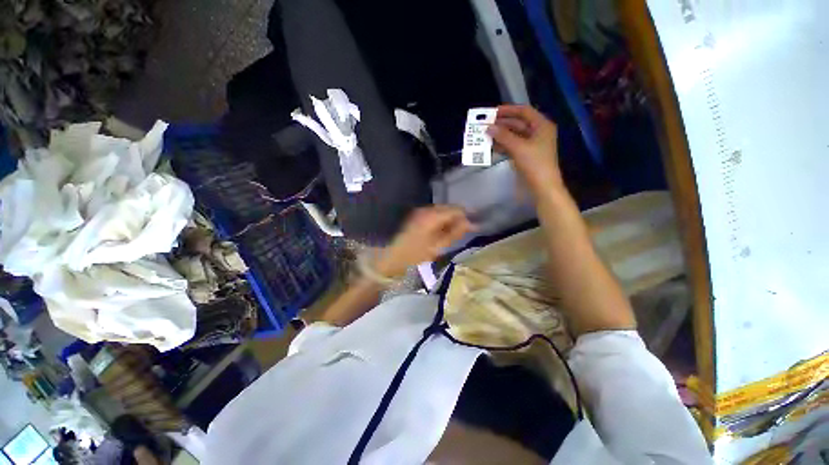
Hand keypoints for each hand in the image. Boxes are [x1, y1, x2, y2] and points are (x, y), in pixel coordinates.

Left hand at [374, 205, 474, 276]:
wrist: (392, 260)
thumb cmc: (415, 257)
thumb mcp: (438, 247)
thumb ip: (455, 233)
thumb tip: (471, 223)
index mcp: (431, 217)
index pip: (455, 209)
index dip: (467, 216)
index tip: (475, 225)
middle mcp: (425, 210)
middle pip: (448, 208)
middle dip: (459, 217)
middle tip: (467, 230)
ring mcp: (419, 212)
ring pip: (441, 210)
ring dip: (450, 219)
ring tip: (457, 232)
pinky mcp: (416, 216)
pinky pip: (434, 214)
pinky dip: (441, 220)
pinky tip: (444, 231)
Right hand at [487, 105, 562, 193]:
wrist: (542, 186)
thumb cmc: (534, 164)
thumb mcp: (518, 148)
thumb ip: (503, 136)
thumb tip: (489, 127)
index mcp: (541, 126)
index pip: (524, 112)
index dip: (508, 110)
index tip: (493, 112)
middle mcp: (537, 132)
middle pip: (518, 123)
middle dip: (502, 124)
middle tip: (486, 125)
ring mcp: (531, 145)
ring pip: (514, 136)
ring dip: (501, 135)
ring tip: (486, 135)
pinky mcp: (526, 155)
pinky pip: (513, 146)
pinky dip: (503, 145)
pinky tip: (492, 146)